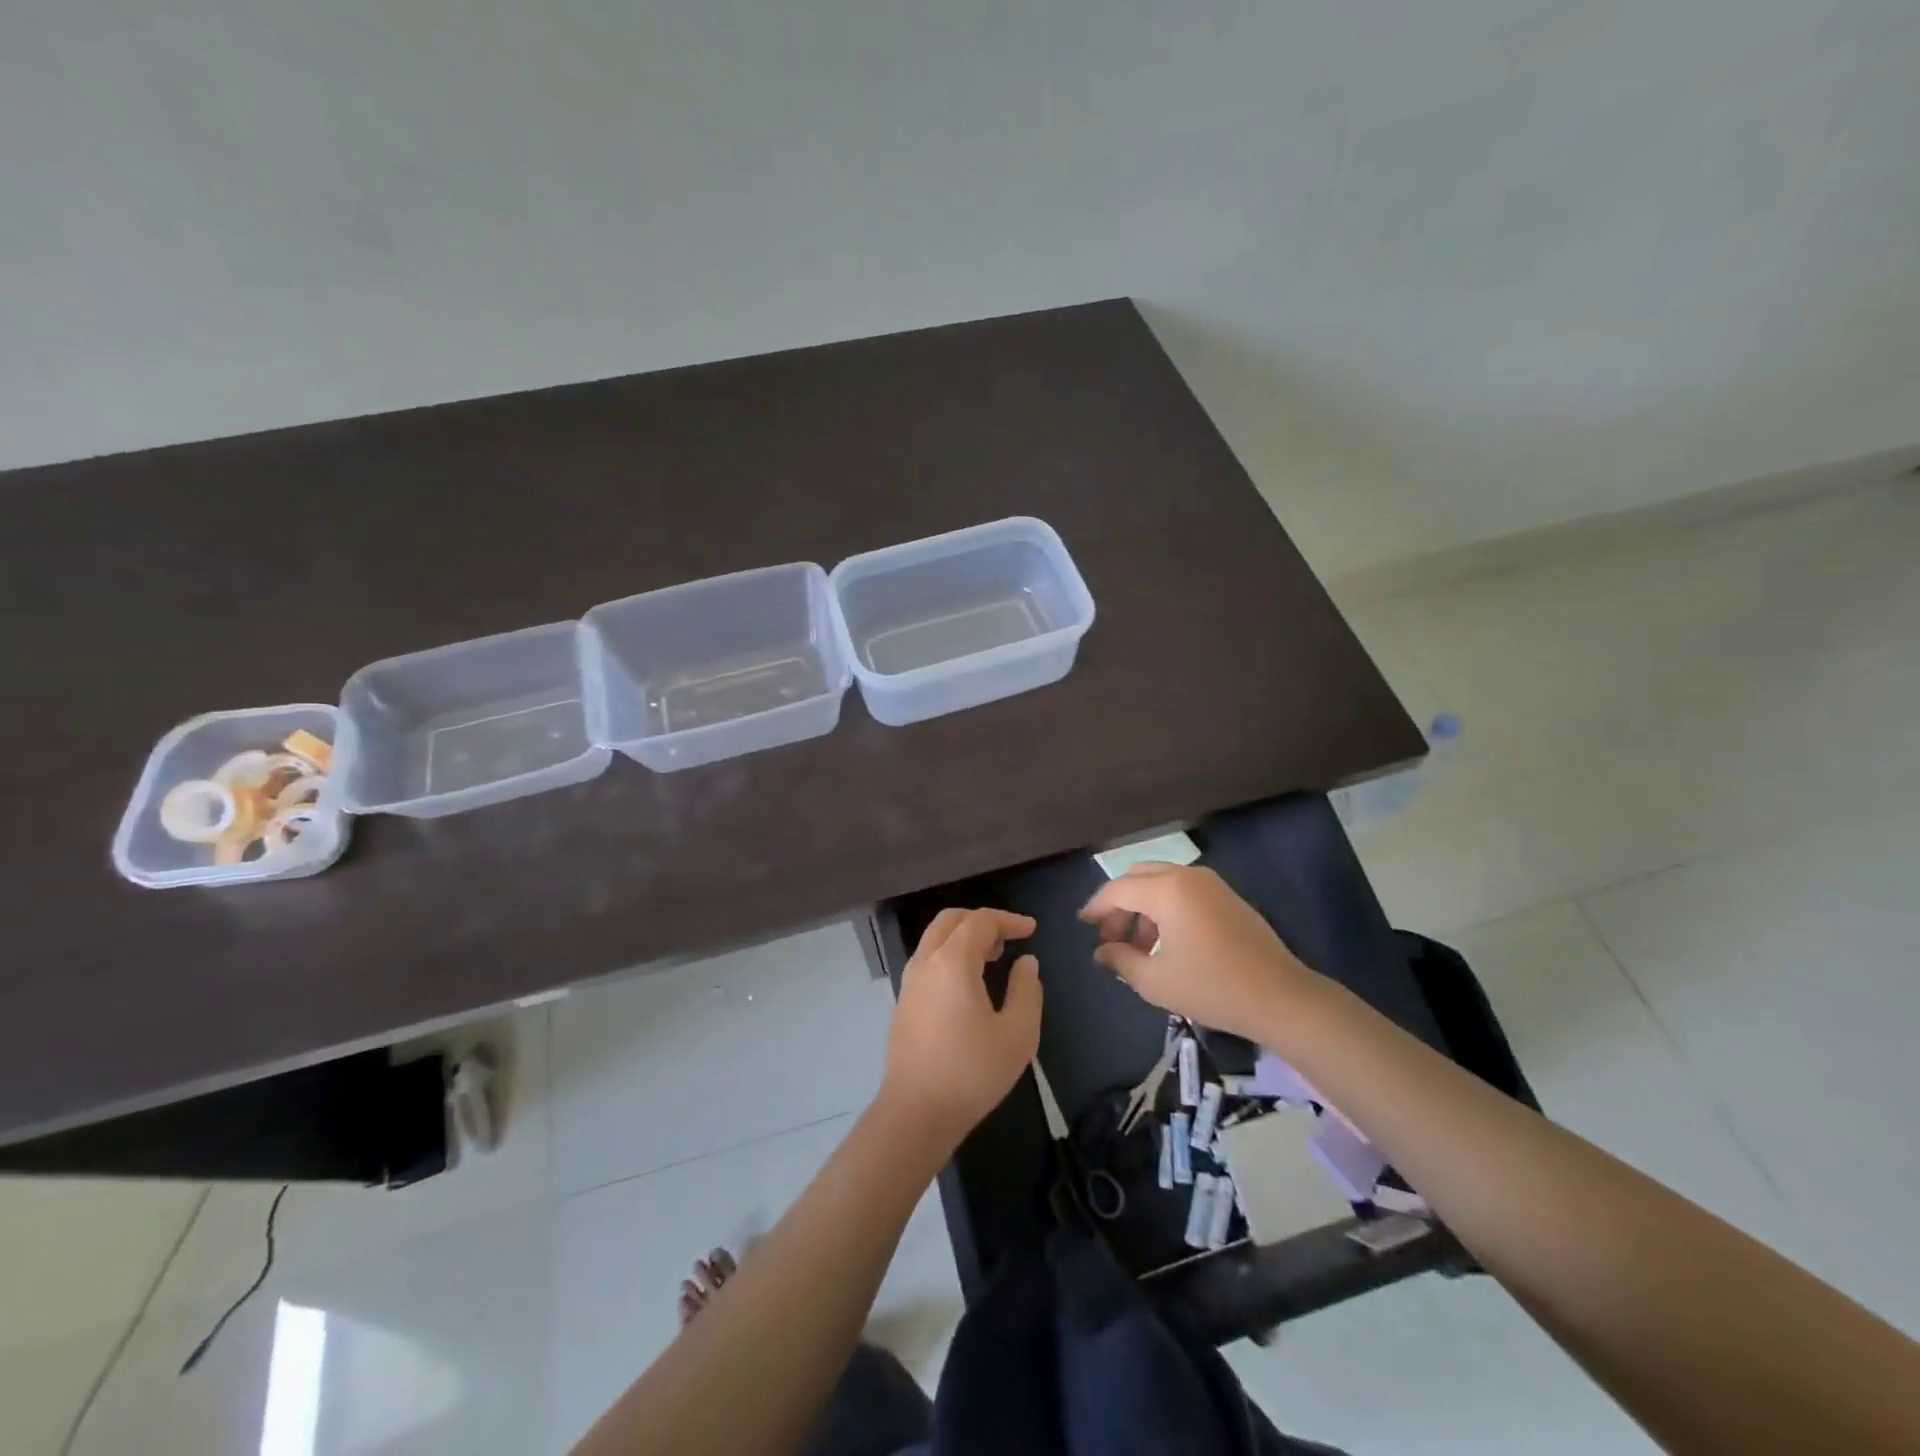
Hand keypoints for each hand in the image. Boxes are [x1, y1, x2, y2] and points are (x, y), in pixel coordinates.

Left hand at [881, 908, 1042, 1146]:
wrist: (915, 1113)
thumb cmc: (972, 1073)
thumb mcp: (1017, 1034)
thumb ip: (1027, 991)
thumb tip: (1026, 963)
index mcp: (952, 962)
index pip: (980, 921)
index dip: (1008, 920)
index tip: (1032, 930)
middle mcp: (926, 962)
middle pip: (951, 920)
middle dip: (982, 920)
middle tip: (1009, 938)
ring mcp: (910, 982)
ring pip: (935, 938)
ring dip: (964, 936)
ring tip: (993, 957)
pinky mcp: (903, 1002)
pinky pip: (928, 959)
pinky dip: (950, 954)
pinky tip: (969, 982)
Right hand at [1078, 864, 1315, 1038]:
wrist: (1282, 998)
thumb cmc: (1213, 988)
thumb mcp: (1156, 982)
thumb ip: (1121, 961)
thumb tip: (1101, 951)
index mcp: (1166, 891)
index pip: (1118, 889)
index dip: (1096, 907)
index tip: (1082, 924)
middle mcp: (1187, 876)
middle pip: (1138, 877)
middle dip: (1118, 905)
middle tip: (1109, 937)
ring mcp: (1211, 883)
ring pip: (1160, 882)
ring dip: (1142, 907)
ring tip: (1137, 947)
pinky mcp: (1227, 896)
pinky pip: (1182, 890)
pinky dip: (1164, 907)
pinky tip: (1165, 942)